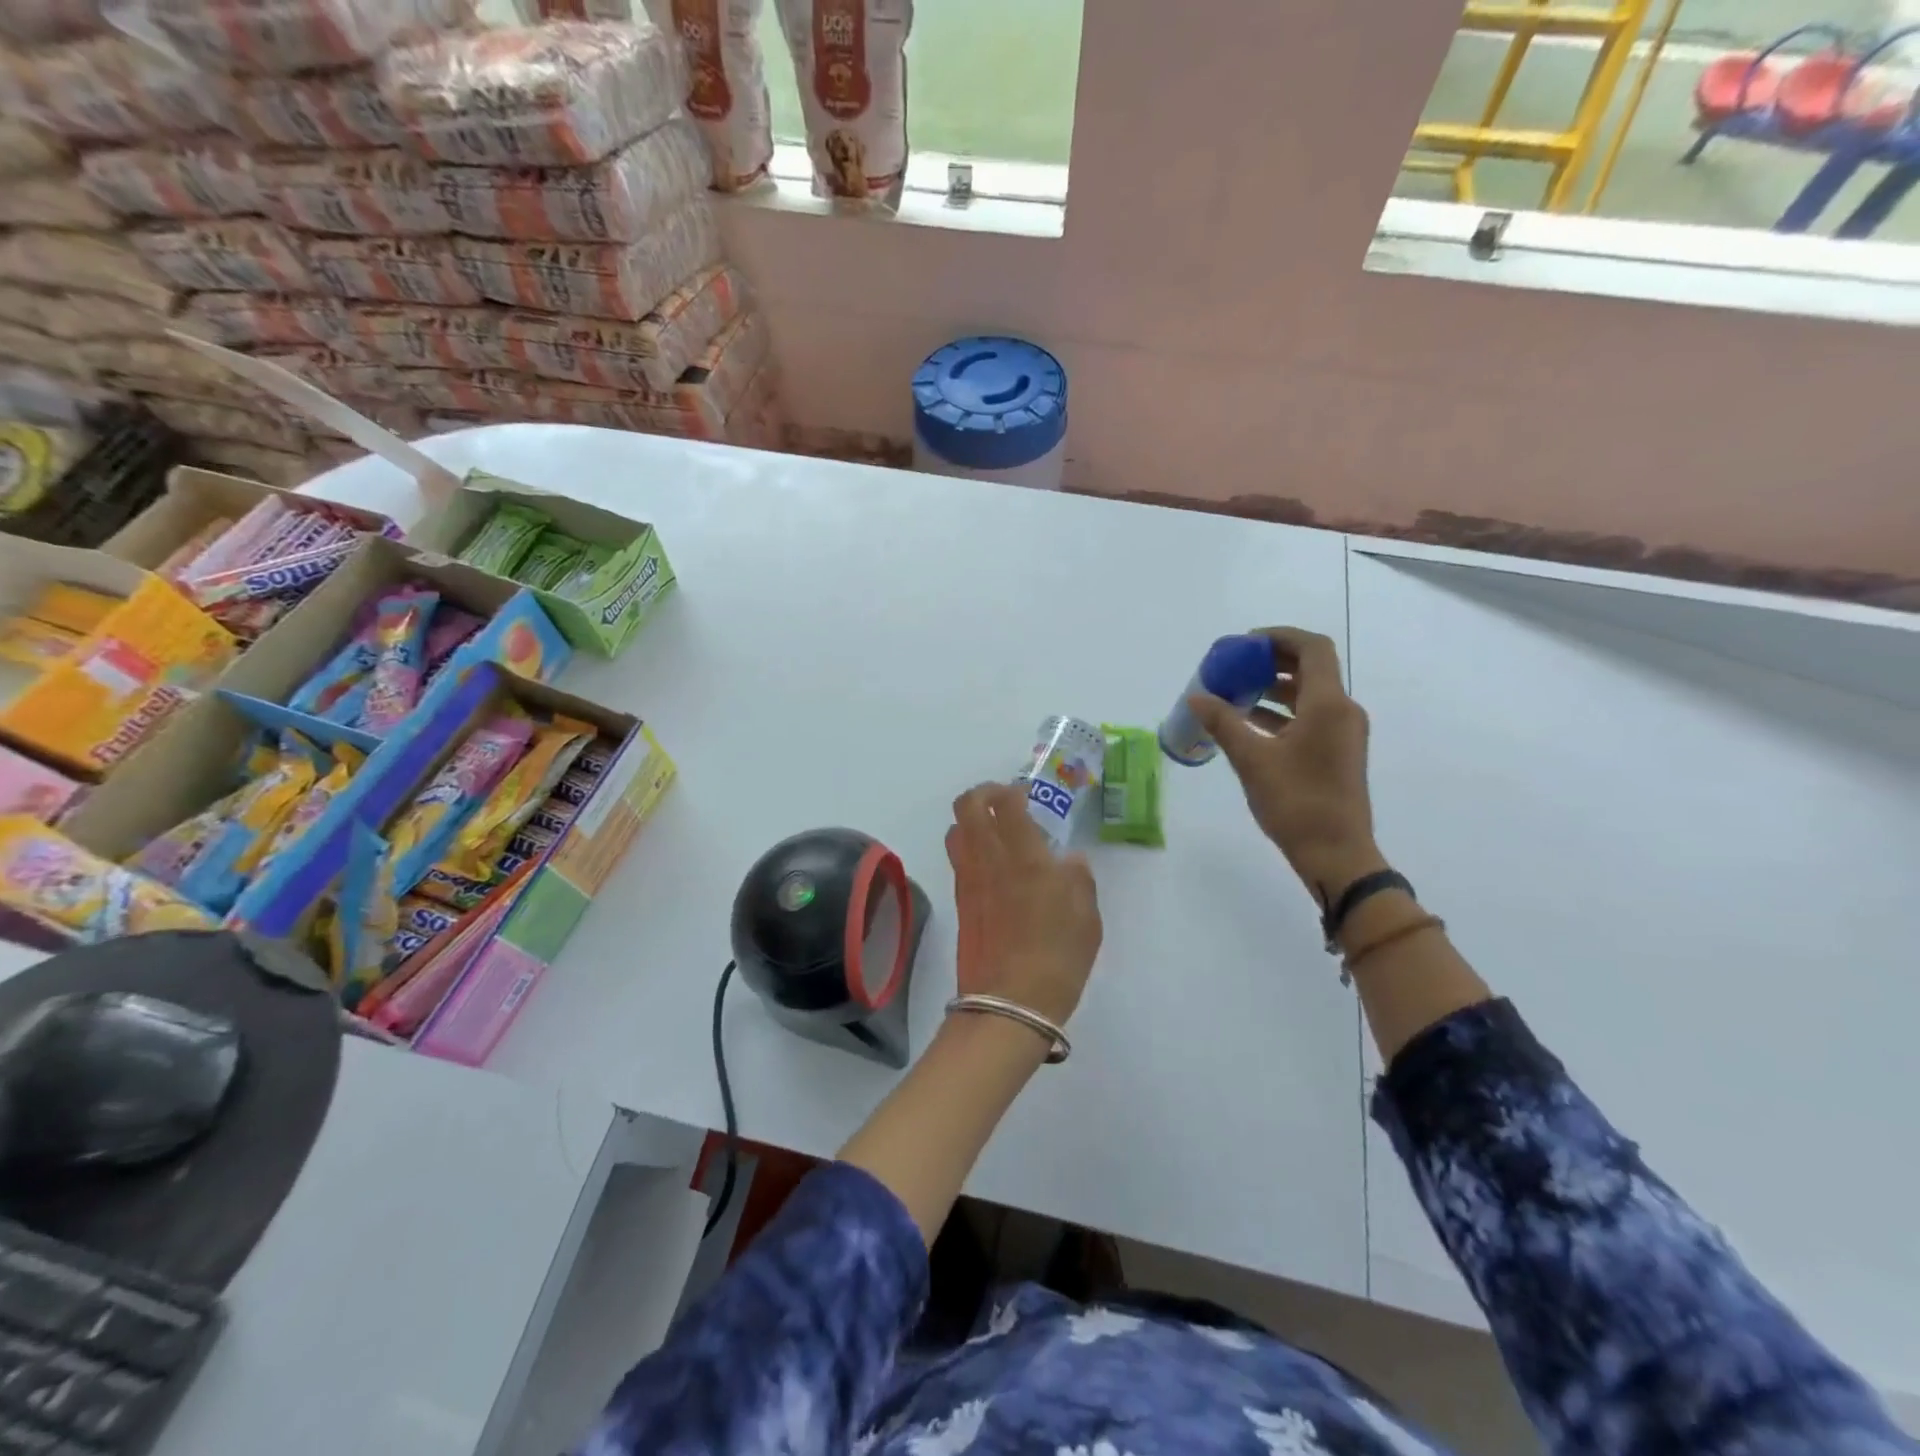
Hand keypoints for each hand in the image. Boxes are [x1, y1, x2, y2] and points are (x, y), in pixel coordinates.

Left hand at [945, 783, 1101, 1026]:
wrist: (1009, 1004)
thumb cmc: (1057, 959)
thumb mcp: (1087, 919)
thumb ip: (1079, 880)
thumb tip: (1069, 861)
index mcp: (1025, 857)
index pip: (1006, 803)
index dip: (1012, 790)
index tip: (1026, 795)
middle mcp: (989, 859)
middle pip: (967, 806)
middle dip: (982, 793)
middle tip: (1003, 801)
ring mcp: (968, 880)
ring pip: (955, 831)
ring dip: (971, 820)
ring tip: (995, 832)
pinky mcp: (959, 902)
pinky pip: (958, 860)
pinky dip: (970, 849)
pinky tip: (993, 866)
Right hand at [1187, 627, 1385, 902]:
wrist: (1336, 853)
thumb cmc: (1296, 802)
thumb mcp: (1252, 760)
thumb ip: (1223, 723)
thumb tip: (1197, 698)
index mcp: (1329, 705)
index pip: (1312, 649)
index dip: (1279, 637)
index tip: (1244, 643)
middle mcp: (1342, 711)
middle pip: (1311, 668)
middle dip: (1272, 662)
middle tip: (1235, 665)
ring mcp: (1343, 733)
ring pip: (1309, 695)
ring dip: (1274, 688)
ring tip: (1235, 692)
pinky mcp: (1337, 752)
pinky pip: (1309, 718)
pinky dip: (1281, 712)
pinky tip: (1248, 723)